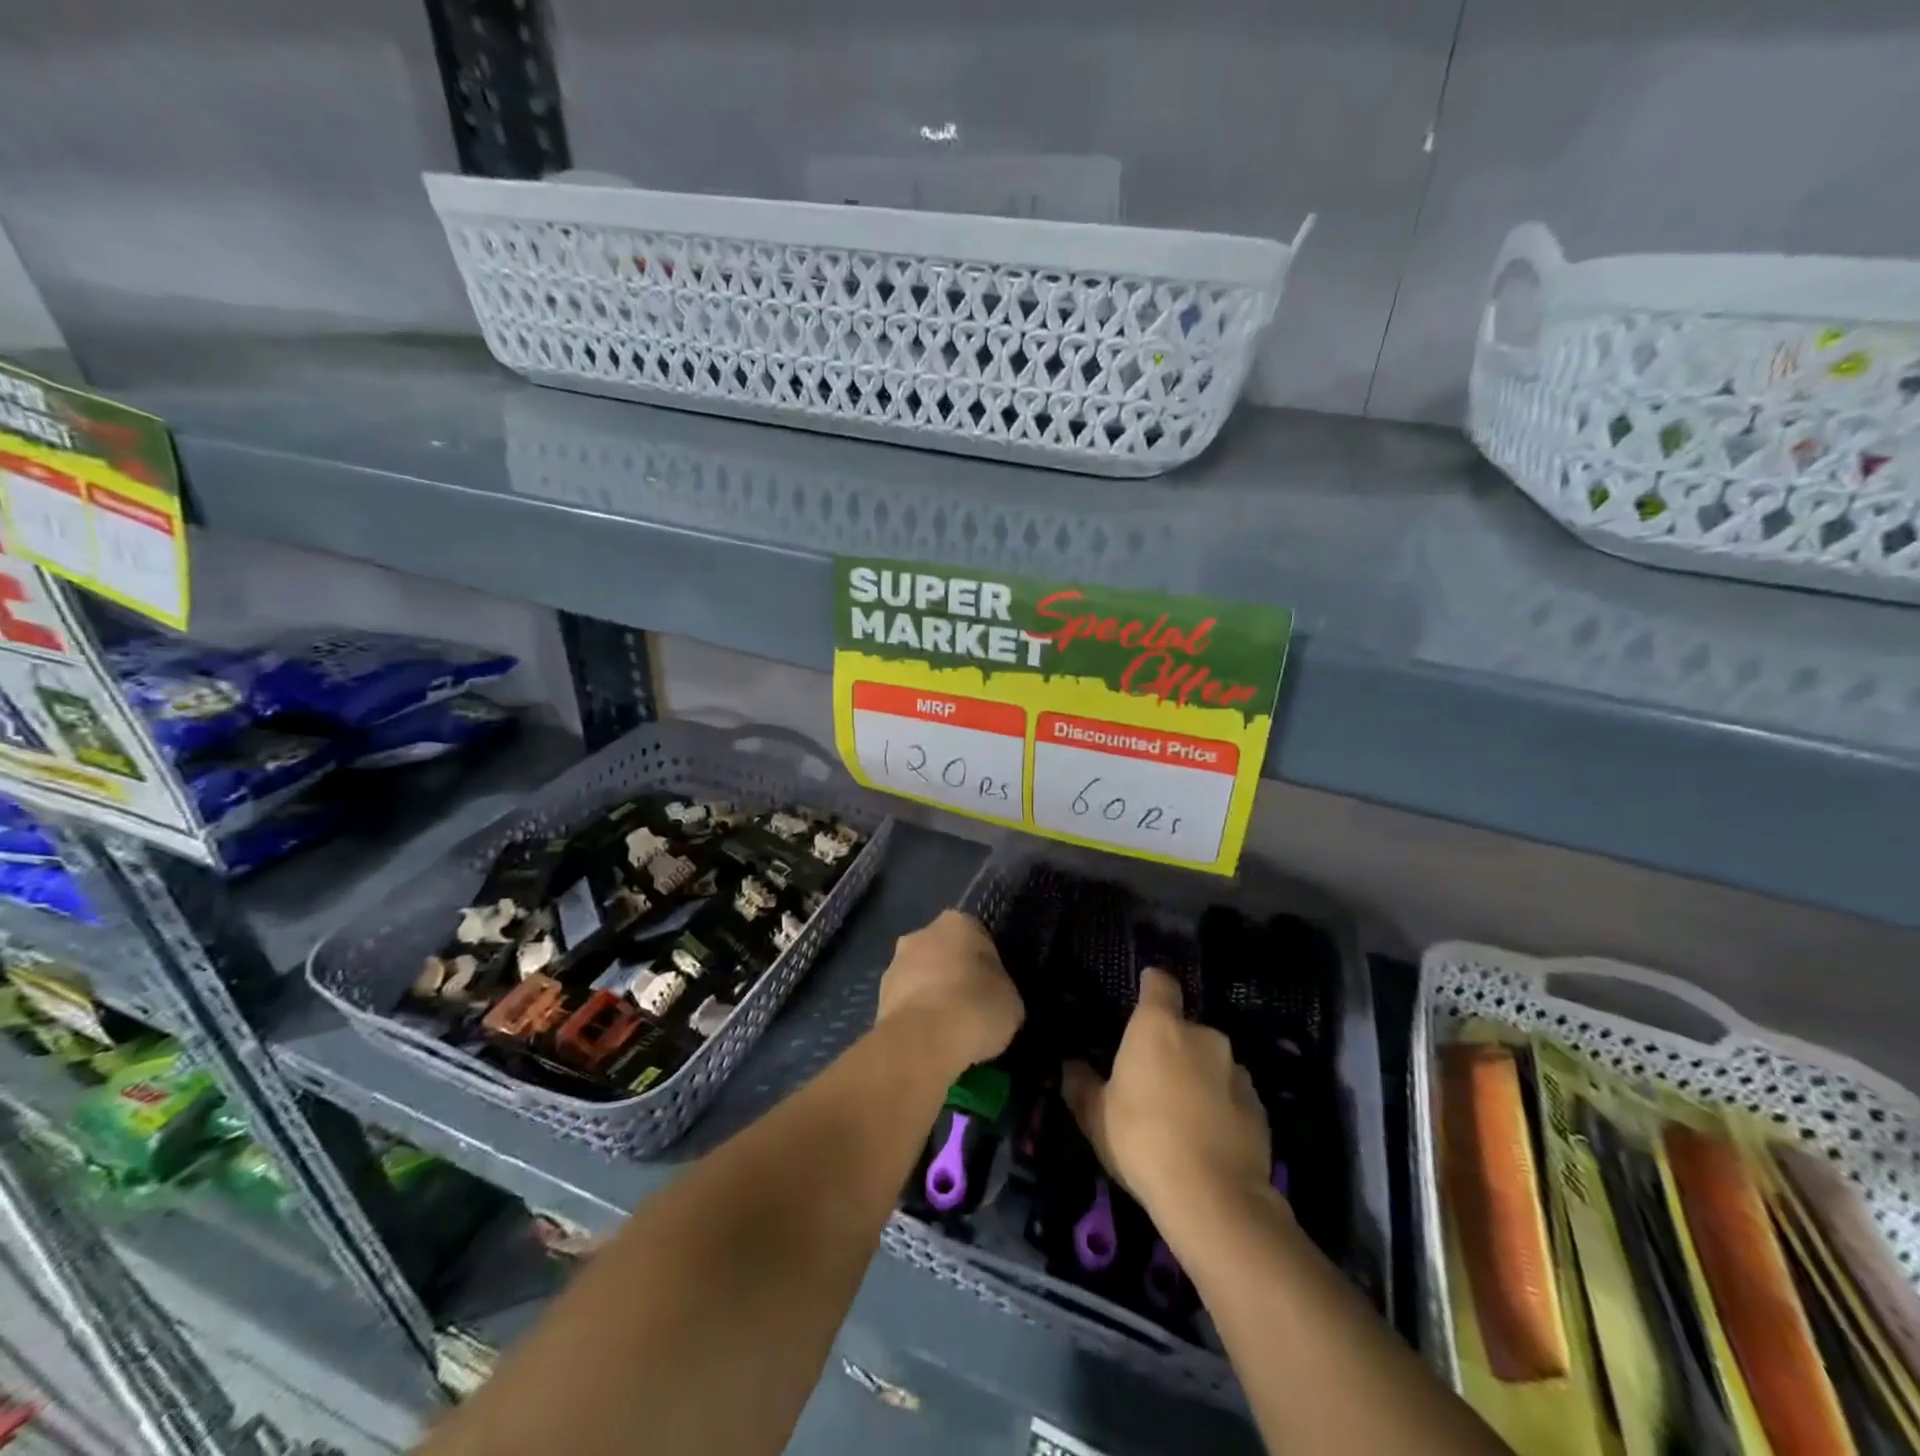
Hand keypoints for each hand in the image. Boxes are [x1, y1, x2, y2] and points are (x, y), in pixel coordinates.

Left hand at [876, 910, 1024, 1074]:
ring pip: (920, 977)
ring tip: (950, 1032)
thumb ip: (1000, 989)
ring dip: (932, 996)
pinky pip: (906, 1004)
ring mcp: (894, 964)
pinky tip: (930, 1042)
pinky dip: (917, 1018)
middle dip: (954, 974)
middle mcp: (921, 934)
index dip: (986, 963)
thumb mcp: (1012, 1001)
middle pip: (943, 952)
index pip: (977, 936)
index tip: (993, 989)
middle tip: (971, 1007)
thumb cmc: (976, 1007)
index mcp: (957, 922)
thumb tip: (992, 997)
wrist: (923, 1041)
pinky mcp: (878, 997)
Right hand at [1064, 968, 1273, 1229]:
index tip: (1143, 992)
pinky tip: (1208, 1139)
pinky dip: (1220, 1106)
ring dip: (1198, 1077)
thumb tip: (1071, 1066)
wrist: (1214, 1198)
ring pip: (1210, 1063)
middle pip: (1184, 1029)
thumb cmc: (1143, 1140)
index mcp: (1159, 1026)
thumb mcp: (1095, 1115)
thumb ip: (1081, 1084)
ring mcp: (1236, 1070)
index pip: (1159, 983)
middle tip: (1152, 1080)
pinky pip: (1231, 1095)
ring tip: (1182, 1115)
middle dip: (1171, 1047)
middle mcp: (1202, 1035)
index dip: (1151, 985)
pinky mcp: (1259, 1107)